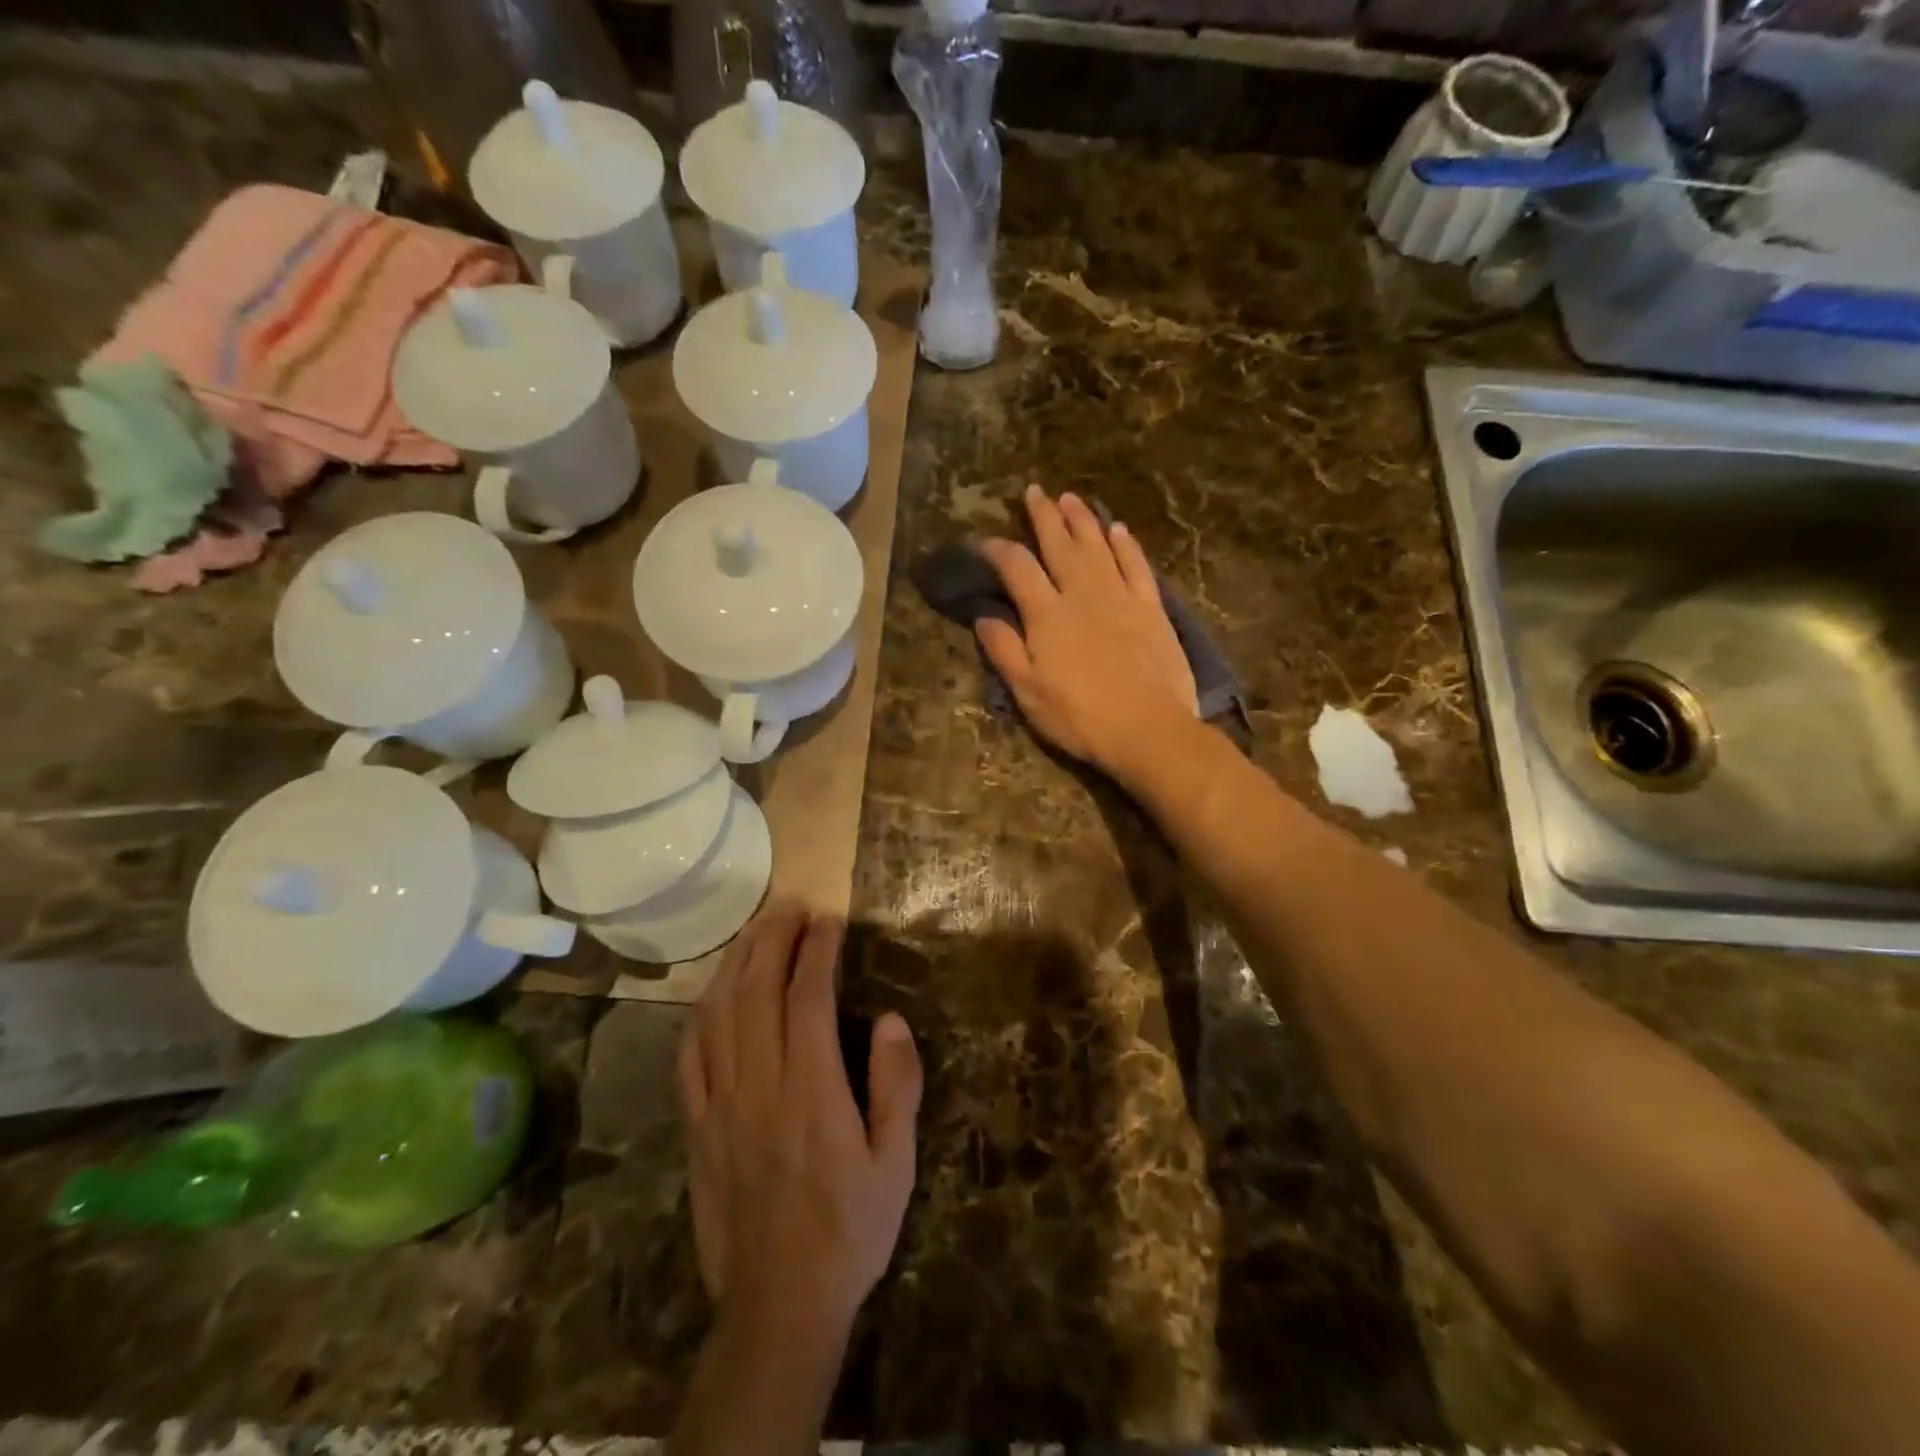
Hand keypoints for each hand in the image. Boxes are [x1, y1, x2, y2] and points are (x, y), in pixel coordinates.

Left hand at [678, 905, 923, 1338]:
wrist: (778, 1305)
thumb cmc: (850, 1229)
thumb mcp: (897, 1162)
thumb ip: (896, 1084)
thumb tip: (888, 1019)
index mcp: (811, 1089)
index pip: (807, 997)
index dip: (817, 950)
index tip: (829, 920)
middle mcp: (759, 1084)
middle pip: (756, 990)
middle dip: (773, 938)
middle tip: (792, 906)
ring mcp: (719, 1104)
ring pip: (718, 1013)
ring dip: (736, 962)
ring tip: (757, 930)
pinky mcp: (697, 1126)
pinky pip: (690, 1055)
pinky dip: (701, 1012)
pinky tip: (714, 993)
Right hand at [977, 487, 1198, 773]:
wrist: (1149, 730)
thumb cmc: (1081, 718)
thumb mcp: (1029, 693)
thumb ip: (1004, 650)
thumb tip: (984, 616)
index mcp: (1047, 614)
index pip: (1017, 567)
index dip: (998, 550)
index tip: (985, 543)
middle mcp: (1082, 593)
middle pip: (1059, 544)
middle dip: (1044, 516)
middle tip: (1034, 491)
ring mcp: (1121, 596)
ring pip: (1098, 545)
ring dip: (1082, 519)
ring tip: (1070, 498)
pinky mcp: (1152, 608)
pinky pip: (1137, 565)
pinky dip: (1126, 544)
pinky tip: (1117, 529)